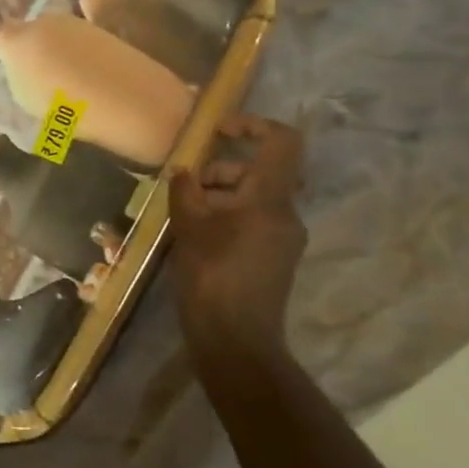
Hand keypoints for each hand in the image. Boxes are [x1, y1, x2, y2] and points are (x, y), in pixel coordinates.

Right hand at [168, 114, 306, 361]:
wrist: (235, 341)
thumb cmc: (212, 275)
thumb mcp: (190, 225)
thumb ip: (186, 190)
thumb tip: (184, 172)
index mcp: (271, 199)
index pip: (282, 142)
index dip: (253, 125)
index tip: (219, 130)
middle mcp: (285, 214)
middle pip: (259, 172)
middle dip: (220, 169)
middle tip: (185, 184)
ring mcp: (282, 239)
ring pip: (253, 198)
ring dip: (218, 195)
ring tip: (182, 212)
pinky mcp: (273, 259)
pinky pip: (252, 221)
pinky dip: (225, 216)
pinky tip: (194, 234)